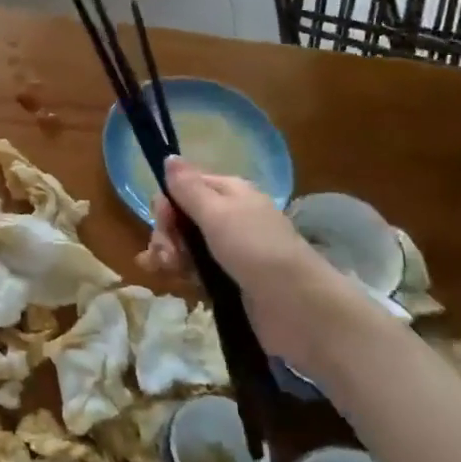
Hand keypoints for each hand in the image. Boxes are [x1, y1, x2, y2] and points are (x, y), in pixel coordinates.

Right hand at [138, 156, 346, 366]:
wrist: (296, 305)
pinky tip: (178, 283)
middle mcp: (229, 216)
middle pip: (182, 217)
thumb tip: (169, 156)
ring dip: (171, 255)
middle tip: (167, 254)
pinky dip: (184, 273)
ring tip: (170, 271)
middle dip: (166, 233)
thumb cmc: (255, 249)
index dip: (168, 201)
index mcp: (230, 192)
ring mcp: (229, 249)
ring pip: (186, 245)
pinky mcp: (229, 279)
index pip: (186, 186)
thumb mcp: (217, 213)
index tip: (163, 220)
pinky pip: (196, 269)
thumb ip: (188, 188)